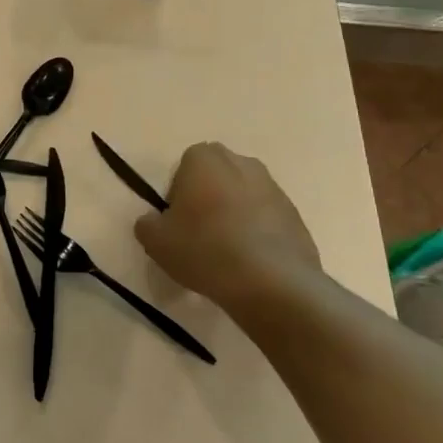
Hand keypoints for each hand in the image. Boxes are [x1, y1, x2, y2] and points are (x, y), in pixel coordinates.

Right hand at [135, 143, 321, 321]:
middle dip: (207, 195)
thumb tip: (154, 222)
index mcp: (205, 159)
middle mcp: (242, 163)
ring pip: (243, 194)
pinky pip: (266, 217)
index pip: (184, 165)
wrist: (271, 282)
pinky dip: (257, 231)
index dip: (178, 192)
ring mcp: (274, 187)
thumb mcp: (155, 241)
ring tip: (226, 250)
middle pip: (216, 175)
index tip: (177, 220)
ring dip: (234, 213)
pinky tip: (249, 261)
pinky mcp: (295, 214)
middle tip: (198, 231)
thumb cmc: (205, 250)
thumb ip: (147, 224)